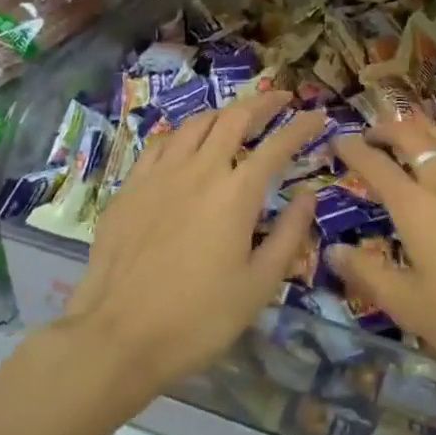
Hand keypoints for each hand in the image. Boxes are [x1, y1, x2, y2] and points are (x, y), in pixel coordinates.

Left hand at [67, 92, 325, 393]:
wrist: (116, 336)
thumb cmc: (197, 318)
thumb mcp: (259, 286)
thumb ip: (289, 235)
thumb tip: (308, 196)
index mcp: (237, 194)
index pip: (278, 145)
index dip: (302, 127)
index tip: (319, 116)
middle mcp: (200, 170)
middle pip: (235, 118)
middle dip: (263, 102)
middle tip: (281, 99)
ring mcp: (160, 174)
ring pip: (196, 123)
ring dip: (223, 112)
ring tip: (237, 115)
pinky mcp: (130, 186)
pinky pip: (161, 143)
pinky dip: (183, 134)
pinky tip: (186, 143)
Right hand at [331, 119, 435, 400]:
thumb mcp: (412, 306)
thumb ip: (369, 275)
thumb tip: (335, 251)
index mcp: (416, 206)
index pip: (376, 165)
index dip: (354, 149)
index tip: (339, 140)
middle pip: (415, 135)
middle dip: (388, 127)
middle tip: (374, 132)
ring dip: (426, 128)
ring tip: (417, 134)